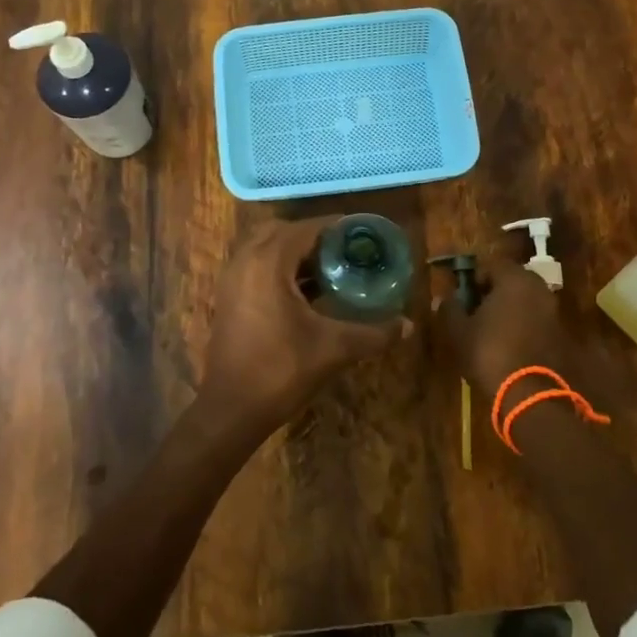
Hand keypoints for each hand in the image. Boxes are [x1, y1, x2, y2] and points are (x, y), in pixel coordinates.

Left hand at [200, 218, 411, 435]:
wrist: (231, 409)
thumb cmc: (281, 369)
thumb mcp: (335, 348)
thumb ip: (374, 333)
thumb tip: (408, 325)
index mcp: (268, 262)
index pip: (306, 228)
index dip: (335, 227)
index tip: (362, 234)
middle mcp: (245, 261)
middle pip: (282, 230)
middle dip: (313, 236)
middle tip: (344, 250)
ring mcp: (232, 279)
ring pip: (265, 248)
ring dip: (295, 252)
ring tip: (330, 268)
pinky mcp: (228, 298)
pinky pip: (255, 266)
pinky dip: (279, 268)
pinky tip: (307, 292)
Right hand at [432, 255, 573, 395]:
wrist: (530, 395)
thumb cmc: (490, 353)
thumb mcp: (459, 332)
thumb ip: (450, 309)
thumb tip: (442, 297)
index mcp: (515, 279)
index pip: (492, 265)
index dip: (474, 278)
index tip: (463, 297)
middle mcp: (539, 289)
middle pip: (512, 281)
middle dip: (493, 293)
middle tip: (475, 312)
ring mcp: (554, 312)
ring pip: (526, 301)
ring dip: (509, 310)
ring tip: (489, 331)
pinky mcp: (561, 335)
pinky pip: (536, 320)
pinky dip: (523, 326)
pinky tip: (508, 345)